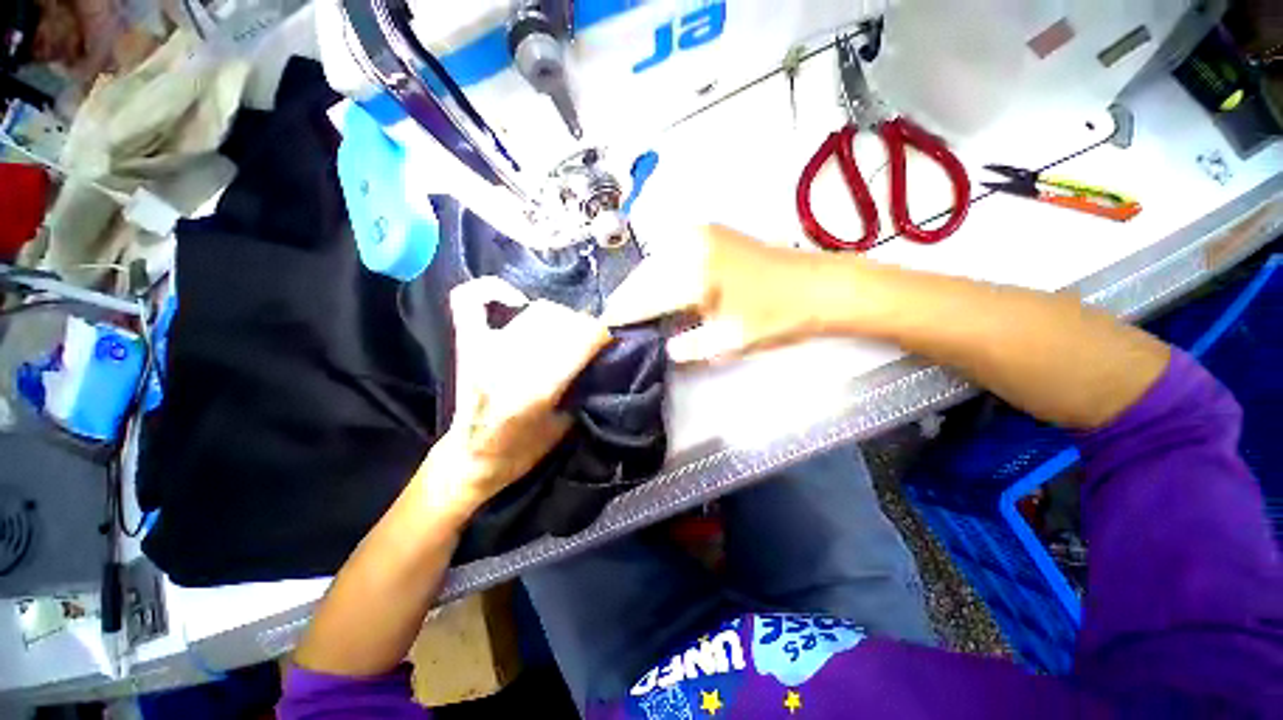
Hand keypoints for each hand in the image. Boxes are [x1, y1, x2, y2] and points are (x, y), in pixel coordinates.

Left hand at [419, 277, 611, 518]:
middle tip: (589, 337)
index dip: (601, 334)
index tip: (609, 337)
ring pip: (534, 311)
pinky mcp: (467, 345)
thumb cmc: (521, 451)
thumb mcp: (564, 426)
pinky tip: (517, 299)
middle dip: (583, 325)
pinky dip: (492, 289)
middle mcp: (510, 365)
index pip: (581, 340)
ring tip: (565, 328)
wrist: (470, 461)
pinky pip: (470, 301)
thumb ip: (582, 387)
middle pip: (560, 321)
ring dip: (559, 315)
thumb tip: (597, 355)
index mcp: (537, 391)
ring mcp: (484, 350)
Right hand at [603, 224, 833, 361]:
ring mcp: (700, 233)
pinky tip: (661, 286)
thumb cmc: (776, 316)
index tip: (607, 327)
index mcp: (691, 275)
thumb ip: (689, 346)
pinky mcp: (711, 231)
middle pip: (644, 275)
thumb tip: (667, 347)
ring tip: (637, 307)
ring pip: (655, 261)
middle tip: (620, 319)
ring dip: (643, 283)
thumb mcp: (728, 341)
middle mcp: (689, 245)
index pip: (643, 298)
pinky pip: (672, 252)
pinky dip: (661, 270)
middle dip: (630, 297)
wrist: (819, 285)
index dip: (624, 314)